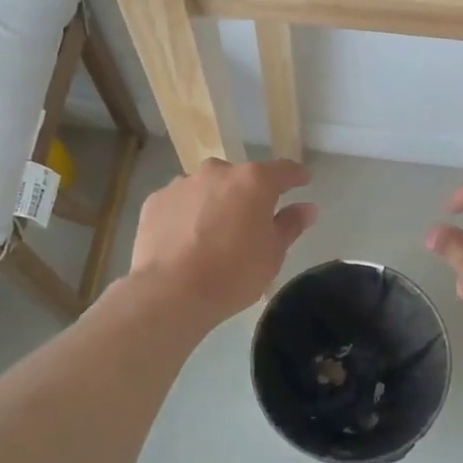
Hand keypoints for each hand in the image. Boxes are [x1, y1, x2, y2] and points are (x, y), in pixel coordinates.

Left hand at [128, 158, 317, 322]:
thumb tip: (307, 208)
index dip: (296, 177)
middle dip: (249, 194)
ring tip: (214, 233)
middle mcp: (217, 172)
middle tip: (252, 221)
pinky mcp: (155, 201)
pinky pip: (180, 202)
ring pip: (208, 188)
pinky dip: (187, 214)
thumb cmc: (233, 273)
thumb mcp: (273, 253)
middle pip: (241, 177)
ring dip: (216, 202)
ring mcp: (182, 184)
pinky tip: (186, 240)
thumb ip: (290, 225)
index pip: (283, 170)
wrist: (170, 292)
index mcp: (253, 181)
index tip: (302, 182)